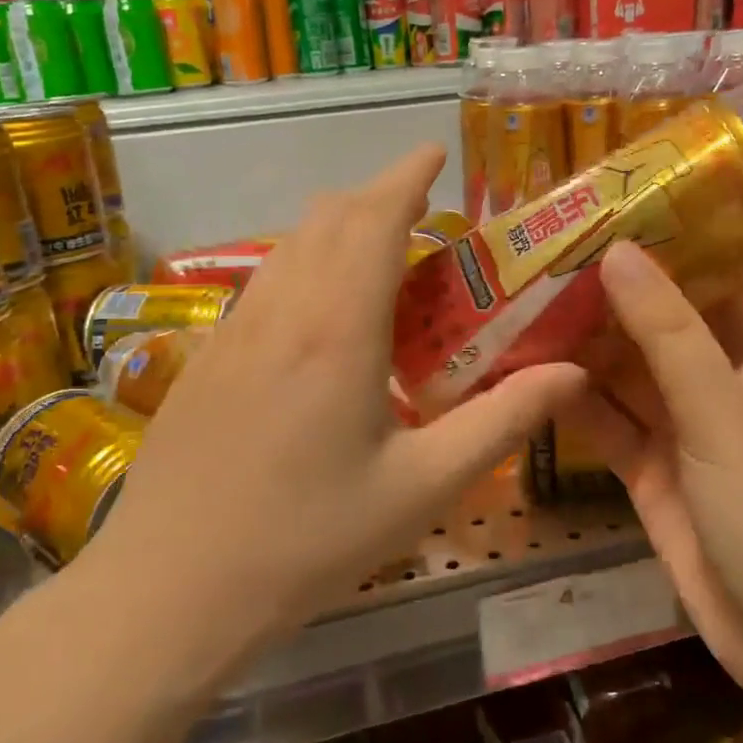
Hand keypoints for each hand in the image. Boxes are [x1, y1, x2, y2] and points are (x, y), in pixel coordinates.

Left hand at [82, 146, 587, 653]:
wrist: (170, 590)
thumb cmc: (308, 541)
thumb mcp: (422, 488)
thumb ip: (502, 421)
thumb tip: (572, 372)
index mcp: (339, 329)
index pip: (375, 219)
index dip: (407, 176)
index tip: (436, 152)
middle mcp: (282, 310)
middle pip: (328, 218)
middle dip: (378, 195)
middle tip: (424, 209)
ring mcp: (233, 330)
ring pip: (290, 245)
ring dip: (338, 228)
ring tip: (382, 254)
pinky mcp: (206, 356)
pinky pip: (265, 280)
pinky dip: (304, 264)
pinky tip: (323, 313)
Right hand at [566, 242, 742, 699]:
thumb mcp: (720, 413)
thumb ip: (668, 335)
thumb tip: (618, 253)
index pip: (704, 286)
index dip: (659, 252)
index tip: (599, 218)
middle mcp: (714, 388)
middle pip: (653, 330)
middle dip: (604, 301)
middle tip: (537, 261)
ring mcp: (679, 434)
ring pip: (624, 378)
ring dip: (581, 350)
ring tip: (520, 307)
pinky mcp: (649, 476)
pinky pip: (608, 426)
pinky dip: (575, 405)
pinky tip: (530, 377)